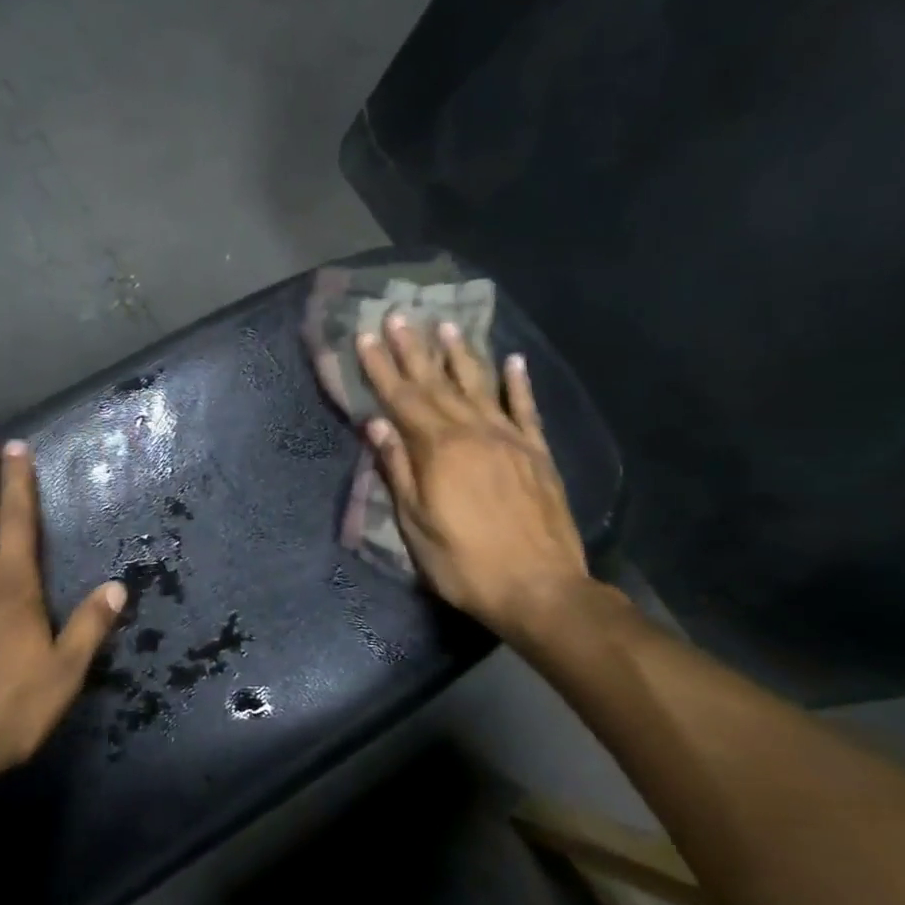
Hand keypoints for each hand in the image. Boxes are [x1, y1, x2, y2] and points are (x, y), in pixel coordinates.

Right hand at [355, 314, 590, 638]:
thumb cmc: (464, 563)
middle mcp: (474, 432)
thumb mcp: (416, 524)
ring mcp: (510, 439)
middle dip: (413, 349)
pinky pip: (525, 409)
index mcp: (439, 450)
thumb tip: (377, 425)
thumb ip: (399, 470)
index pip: (402, 399)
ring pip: (480, 386)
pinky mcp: (537, 454)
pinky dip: (517, 384)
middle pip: (437, 383)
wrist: (540, 588)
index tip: (364, 337)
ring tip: (445, 326)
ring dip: (460, 354)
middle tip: (397, 316)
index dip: (380, 368)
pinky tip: (513, 361)